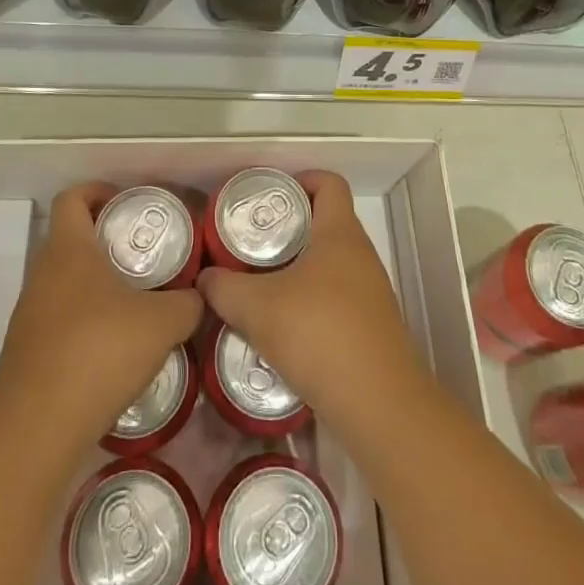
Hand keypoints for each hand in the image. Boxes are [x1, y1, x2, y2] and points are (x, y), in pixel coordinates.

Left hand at [0, 183, 203, 449]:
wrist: (37, 427)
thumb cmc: (99, 352)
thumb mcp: (163, 323)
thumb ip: (189, 303)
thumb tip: (202, 295)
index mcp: (69, 249)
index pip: (73, 197)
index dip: (98, 191)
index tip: (127, 204)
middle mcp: (43, 273)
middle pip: (71, 239)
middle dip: (107, 240)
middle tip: (146, 255)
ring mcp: (31, 313)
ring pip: (66, 281)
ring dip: (97, 284)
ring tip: (138, 302)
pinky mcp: (28, 350)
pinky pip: (61, 318)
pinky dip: (87, 320)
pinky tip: (117, 346)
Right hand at [197, 170, 425, 427]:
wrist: (378, 405)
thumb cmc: (319, 334)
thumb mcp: (256, 307)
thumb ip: (224, 288)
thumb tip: (205, 279)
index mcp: (340, 234)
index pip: (329, 183)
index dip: (301, 180)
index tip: (270, 198)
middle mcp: (361, 255)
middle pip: (326, 223)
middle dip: (289, 229)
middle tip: (252, 244)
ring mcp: (370, 293)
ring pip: (330, 264)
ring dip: (298, 269)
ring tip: (261, 286)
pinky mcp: (371, 327)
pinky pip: (337, 298)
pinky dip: (311, 302)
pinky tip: (283, 327)